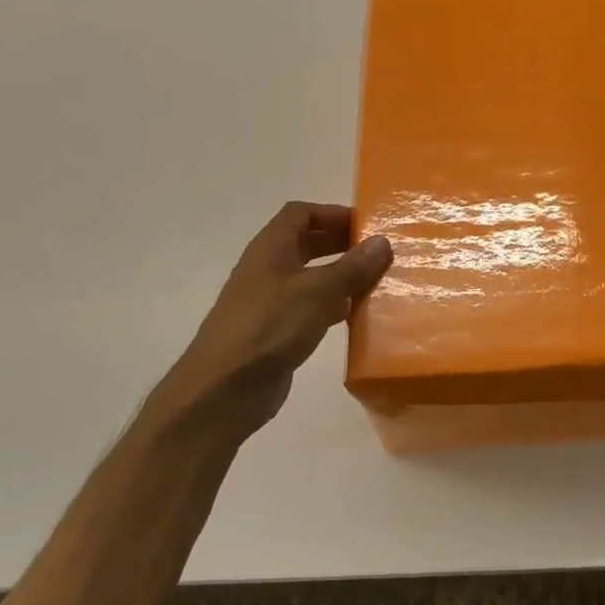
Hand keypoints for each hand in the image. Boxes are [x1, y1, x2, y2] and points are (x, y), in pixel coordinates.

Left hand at [158, 202, 392, 441]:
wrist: (223, 391)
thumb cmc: (269, 328)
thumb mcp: (317, 292)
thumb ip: (352, 267)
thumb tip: (382, 241)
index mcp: (271, 248)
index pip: (300, 213)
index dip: (332, 213)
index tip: (366, 225)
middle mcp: (268, 269)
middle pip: (307, 243)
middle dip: (341, 243)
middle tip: (378, 252)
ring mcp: (271, 301)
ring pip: (311, 277)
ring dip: (341, 275)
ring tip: (376, 281)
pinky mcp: (277, 331)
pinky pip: (310, 307)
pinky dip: (334, 305)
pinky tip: (356, 315)